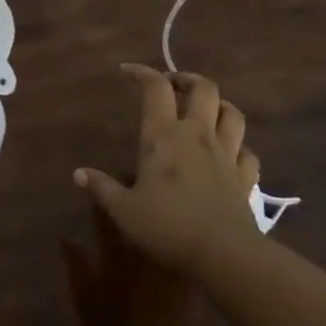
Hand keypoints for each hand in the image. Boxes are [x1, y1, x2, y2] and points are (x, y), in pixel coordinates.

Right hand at [73, 65, 265, 272]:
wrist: (224, 254)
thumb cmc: (167, 226)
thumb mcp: (124, 210)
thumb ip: (102, 188)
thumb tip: (78, 174)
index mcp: (163, 136)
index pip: (156, 87)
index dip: (143, 72)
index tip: (128, 71)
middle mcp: (197, 135)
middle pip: (203, 88)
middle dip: (188, 79)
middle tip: (174, 85)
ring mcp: (226, 154)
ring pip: (232, 113)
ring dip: (219, 105)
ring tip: (205, 111)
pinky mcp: (245, 177)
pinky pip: (247, 151)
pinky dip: (238, 146)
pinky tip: (230, 153)